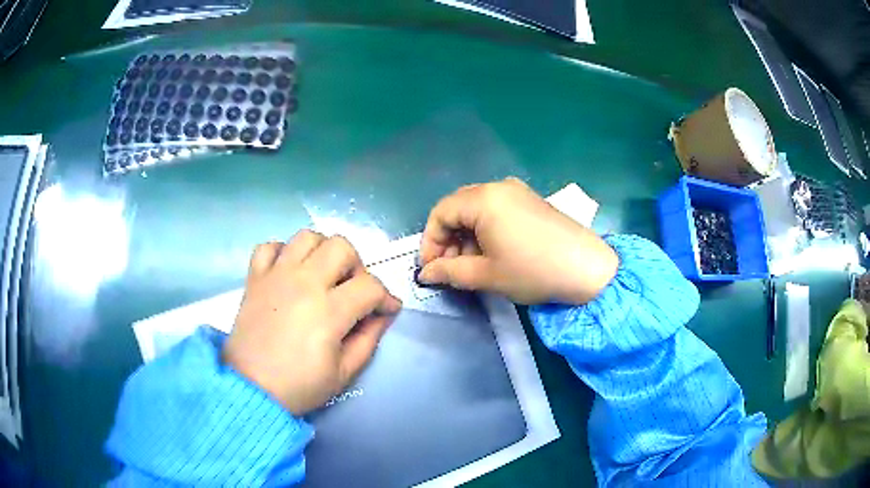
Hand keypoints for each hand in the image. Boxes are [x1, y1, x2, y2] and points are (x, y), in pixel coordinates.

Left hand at [224, 231, 401, 415]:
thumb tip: (383, 315)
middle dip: (357, 267)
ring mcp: (276, 276)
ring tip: (323, 275)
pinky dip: (283, 252)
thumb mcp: (344, 373)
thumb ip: (369, 339)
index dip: (386, 297)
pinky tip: (289, 271)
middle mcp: (303, 282)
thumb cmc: (299, 386)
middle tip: (352, 291)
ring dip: (322, 251)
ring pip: (307, 237)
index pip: (369, 286)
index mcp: (328, 310)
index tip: (387, 310)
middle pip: (341, 247)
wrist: (250, 389)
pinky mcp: (255, 278)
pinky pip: (269, 246)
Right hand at [418, 178, 618, 304]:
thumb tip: (426, 274)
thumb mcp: (487, 275)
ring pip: (477, 210)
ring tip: (471, 266)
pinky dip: (485, 231)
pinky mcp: (531, 201)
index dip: (430, 242)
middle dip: (447, 240)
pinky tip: (492, 254)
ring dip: (466, 237)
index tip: (430, 269)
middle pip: (458, 208)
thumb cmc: (533, 270)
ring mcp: (517, 192)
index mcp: (484, 199)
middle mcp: (498, 187)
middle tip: (449, 270)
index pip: (440, 213)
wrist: (587, 268)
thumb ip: (449, 272)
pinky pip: (496, 211)